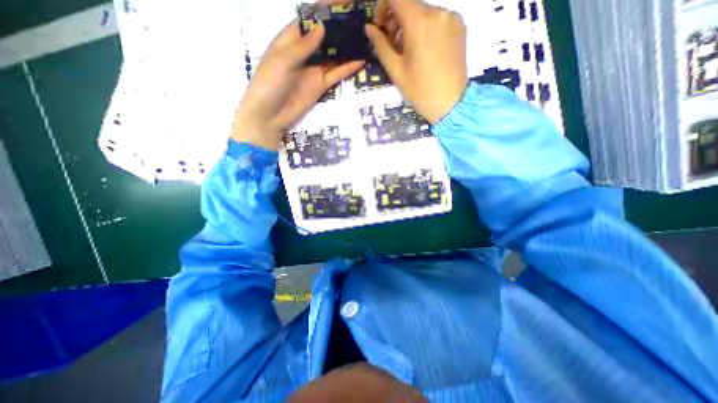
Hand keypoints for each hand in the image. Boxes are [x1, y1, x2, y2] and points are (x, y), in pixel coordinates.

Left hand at [233, 20, 365, 149]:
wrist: (270, 116)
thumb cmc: (269, 84)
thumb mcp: (283, 60)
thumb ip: (303, 46)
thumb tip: (322, 26)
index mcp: (290, 40)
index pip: (309, 20)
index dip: (324, 9)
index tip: (343, 1)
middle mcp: (305, 53)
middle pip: (325, 37)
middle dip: (340, 28)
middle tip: (359, 19)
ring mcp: (314, 70)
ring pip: (333, 56)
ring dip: (347, 48)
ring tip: (364, 38)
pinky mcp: (321, 86)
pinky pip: (336, 74)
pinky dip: (348, 68)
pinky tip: (361, 61)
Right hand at [367, 0, 468, 123]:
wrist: (450, 103)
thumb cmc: (419, 90)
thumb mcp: (395, 70)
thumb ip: (380, 45)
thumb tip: (369, 28)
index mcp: (419, 22)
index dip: (383, 6)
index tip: (381, 28)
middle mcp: (438, 12)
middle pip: (410, 5)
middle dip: (396, 21)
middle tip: (393, 47)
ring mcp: (452, 18)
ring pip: (424, 13)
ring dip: (411, 27)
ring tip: (410, 53)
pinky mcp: (460, 27)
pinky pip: (437, 20)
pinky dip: (426, 30)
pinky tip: (425, 53)